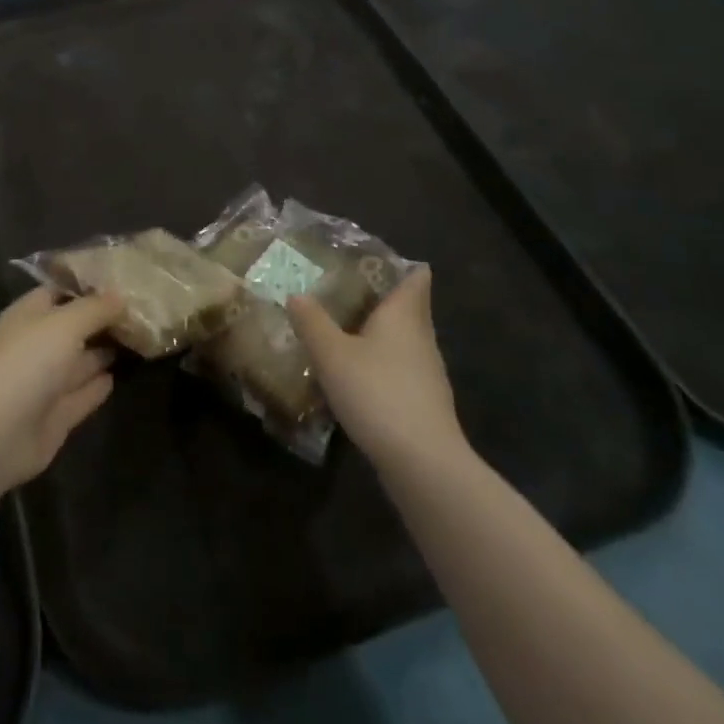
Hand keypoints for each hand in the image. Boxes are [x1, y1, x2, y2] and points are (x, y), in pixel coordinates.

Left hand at [0, 287, 121, 492]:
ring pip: (80, 362)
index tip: (122, 280)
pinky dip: (98, 386)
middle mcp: (36, 346)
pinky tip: (118, 375)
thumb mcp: (66, 323)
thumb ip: (96, 308)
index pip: (59, 292)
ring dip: (104, 351)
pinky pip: (83, 395)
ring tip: (139, 340)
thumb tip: (121, 296)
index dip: (88, 286)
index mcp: (28, 316)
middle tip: (142, 311)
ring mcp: (44, 383)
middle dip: (102, 320)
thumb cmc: (27, 362)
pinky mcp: (55, 417)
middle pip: (73, 328)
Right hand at [287, 268, 465, 471]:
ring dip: (380, 334)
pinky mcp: (424, 403)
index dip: (399, 265)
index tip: (370, 260)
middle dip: (381, 298)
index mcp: (404, 315)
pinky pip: (401, 370)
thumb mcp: (332, 354)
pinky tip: (357, 377)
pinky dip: (382, 365)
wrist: (422, 463)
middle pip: (409, 307)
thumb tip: (296, 295)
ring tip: (343, 332)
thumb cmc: (377, 393)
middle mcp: (421, 337)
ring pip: (404, 341)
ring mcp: (427, 373)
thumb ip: (312, 322)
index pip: (415, 277)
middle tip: (343, 292)